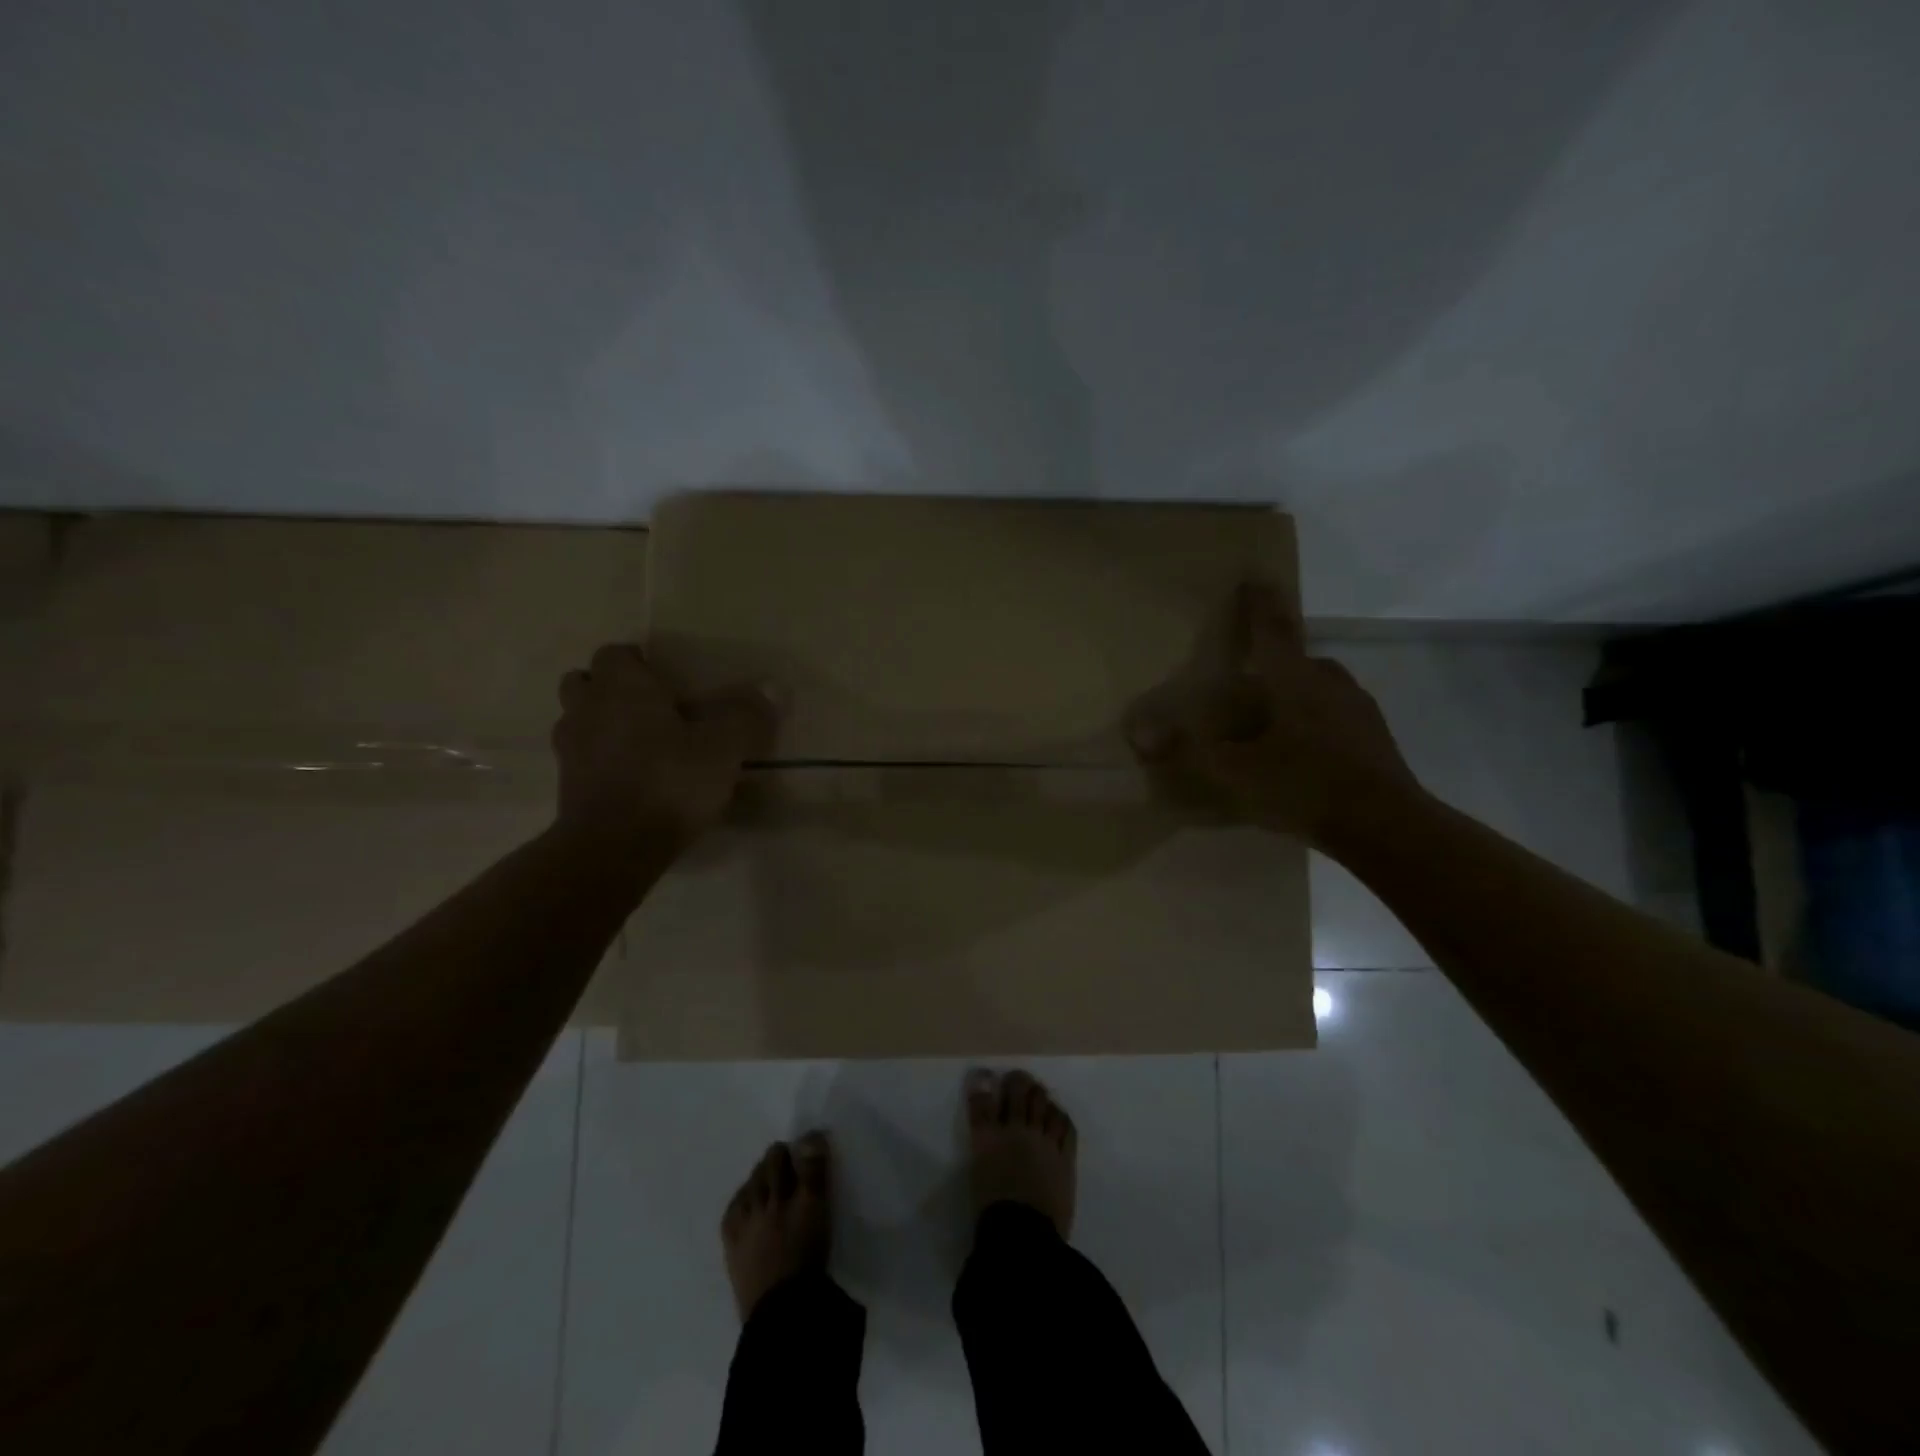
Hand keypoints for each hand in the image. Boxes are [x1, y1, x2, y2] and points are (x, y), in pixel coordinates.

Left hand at [551, 645, 777, 857]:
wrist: (614, 848)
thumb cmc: (669, 782)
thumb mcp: (723, 747)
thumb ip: (746, 714)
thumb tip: (774, 686)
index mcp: (622, 687)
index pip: (616, 653)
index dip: (640, 662)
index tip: (670, 682)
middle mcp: (587, 708)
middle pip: (587, 682)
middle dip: (612, 689)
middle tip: (652, 708)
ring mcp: (570, 749)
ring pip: (579, 720)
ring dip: (602, 723)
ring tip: (642, 744)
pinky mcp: (567, 786)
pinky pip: (583, 759)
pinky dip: (601, 761)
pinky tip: (634, 779)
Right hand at [1125, 581, 1417, 846]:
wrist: (1386, 826)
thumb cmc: (1305, 786)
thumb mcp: (1236, 772)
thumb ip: (1188, 750)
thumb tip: (1143, 735)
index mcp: (1295, 680)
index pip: (1271, 629)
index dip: (1259, 603)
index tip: (1255, 576)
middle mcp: (1329, 683)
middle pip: (1297, 659)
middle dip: (1274, 658)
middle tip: (1248, 673)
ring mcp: (1357, 709)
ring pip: (1319, 687)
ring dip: (1294, 691)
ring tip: (1269, 718)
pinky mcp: (1373, 737)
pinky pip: (1334, 714)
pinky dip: (1312, 719)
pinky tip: (1299, 751)